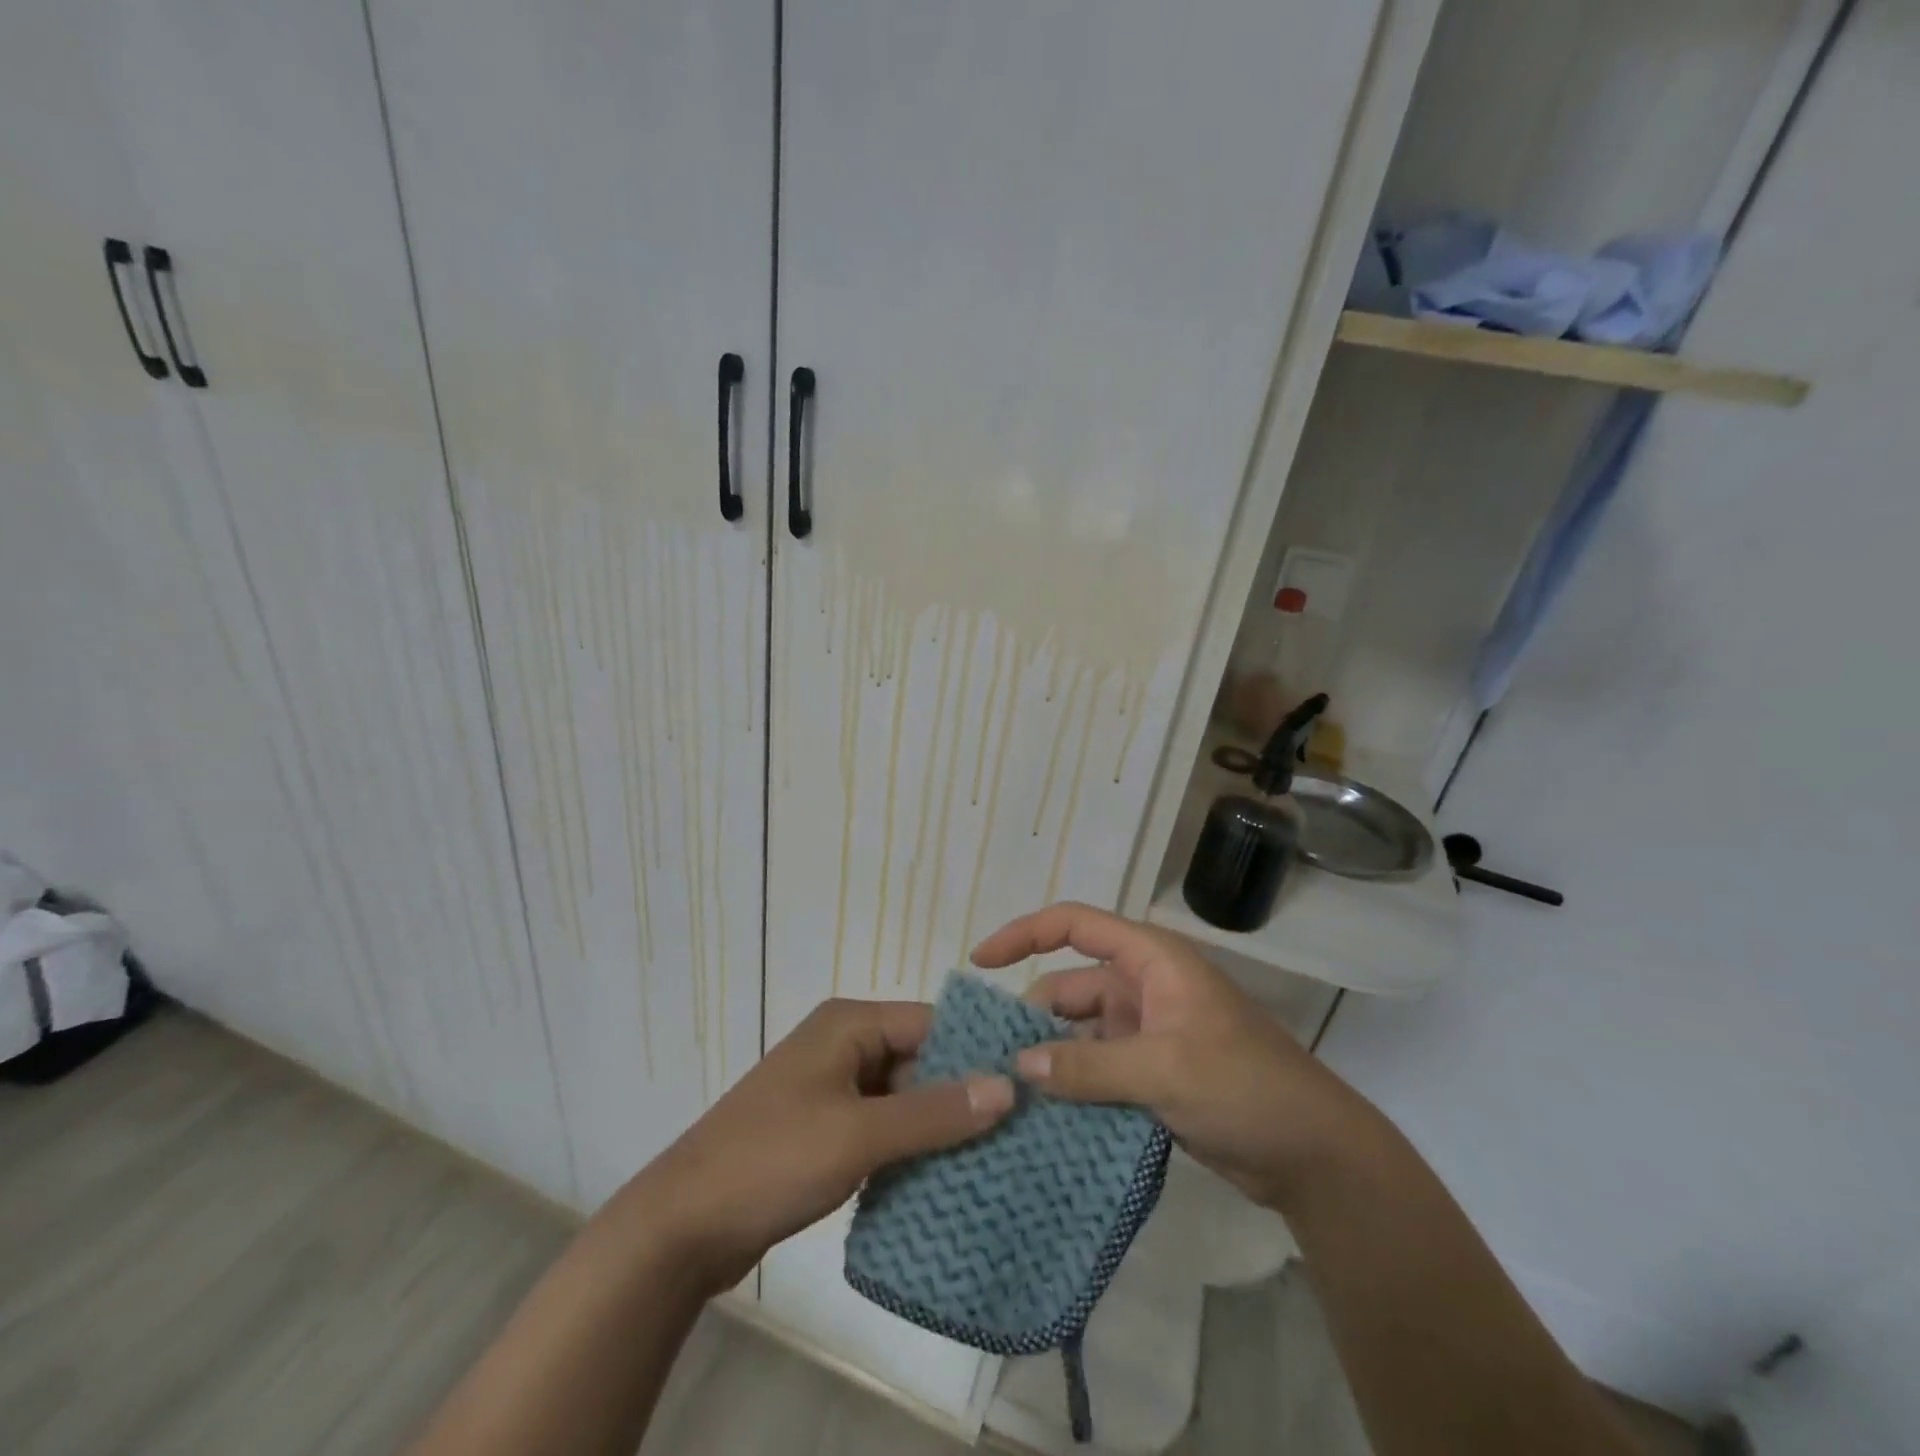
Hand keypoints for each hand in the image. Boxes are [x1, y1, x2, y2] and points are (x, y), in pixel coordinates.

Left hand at [620, 998, 1014, 1293]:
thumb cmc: (773, 1159)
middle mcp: (843, 1044)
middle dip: (961, 1094)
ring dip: (936, 1125)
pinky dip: (908, 1147)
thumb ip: (933, 1112)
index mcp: (849, 1023)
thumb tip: (1007, 1085)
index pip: (930, 1023)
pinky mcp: (823, 1128)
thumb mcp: (859, 1134)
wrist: (682, 1225)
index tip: (1026, 1086)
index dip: (976, 1052)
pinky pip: (881, 1126)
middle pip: (918, 1059)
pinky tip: (944, 1177)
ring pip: (901, 1097)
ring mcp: (831, 1088)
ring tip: (995, 1157)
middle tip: (1018, 1131)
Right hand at [971, 902, 1377, 1211]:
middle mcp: (1143, 987)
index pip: (1075, 925)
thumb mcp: (1164, 1070)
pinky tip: (1042, 1114)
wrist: (1314, 1156)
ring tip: (1008, 1093)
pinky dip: (1071, 1085)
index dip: (1024, 934)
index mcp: (1151, 960)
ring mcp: (1146, 1032)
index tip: (980, 962)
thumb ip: (1088, 1066)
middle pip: (1069, 986)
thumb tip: (1018, 1065)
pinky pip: (1096, 1068)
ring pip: (1079, 1033)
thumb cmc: (1246, 1087)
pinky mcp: (1150, 1073)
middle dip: (1032, 1017)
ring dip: (1050, 1058)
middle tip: (990, 1060)